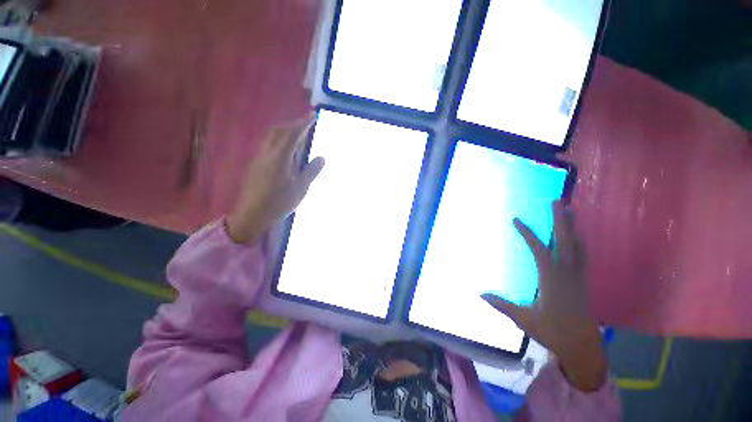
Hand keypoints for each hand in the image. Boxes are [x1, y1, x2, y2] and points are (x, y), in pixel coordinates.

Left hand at [226, 117, 324, 243]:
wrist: (252, 214)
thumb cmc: (279, 202)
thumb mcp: (300, 189)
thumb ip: (311, 171)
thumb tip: (322, 157)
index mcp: (280, 157)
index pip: (293, 134)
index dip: (303, 123)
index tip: (313, 116)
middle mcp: (267, 153)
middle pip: (279, 131)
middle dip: (293, 124)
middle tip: (306, 124)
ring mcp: (259, 157)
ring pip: (271, 136)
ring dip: (284, 130)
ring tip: (297, 134)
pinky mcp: (255, 163)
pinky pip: (267, 143)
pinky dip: (278, 138)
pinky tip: (285, 148)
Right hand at [482, 201, 607, 391]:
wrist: (582, 346)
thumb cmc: (552, 331)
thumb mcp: (523, 319)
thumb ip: (502, 305)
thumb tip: (480, 293)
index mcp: (551, 279)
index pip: (539, 250)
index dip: (527, 234)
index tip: (516, 220)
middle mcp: (566, 273)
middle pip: (565, 241)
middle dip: (561, 220)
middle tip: (557, 201)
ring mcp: (578, 276)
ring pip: (578, 246)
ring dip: (573, 227)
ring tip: (569, 211)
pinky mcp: (583, 280)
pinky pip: (583, 255)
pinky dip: (579, 242)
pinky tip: (577, 237)